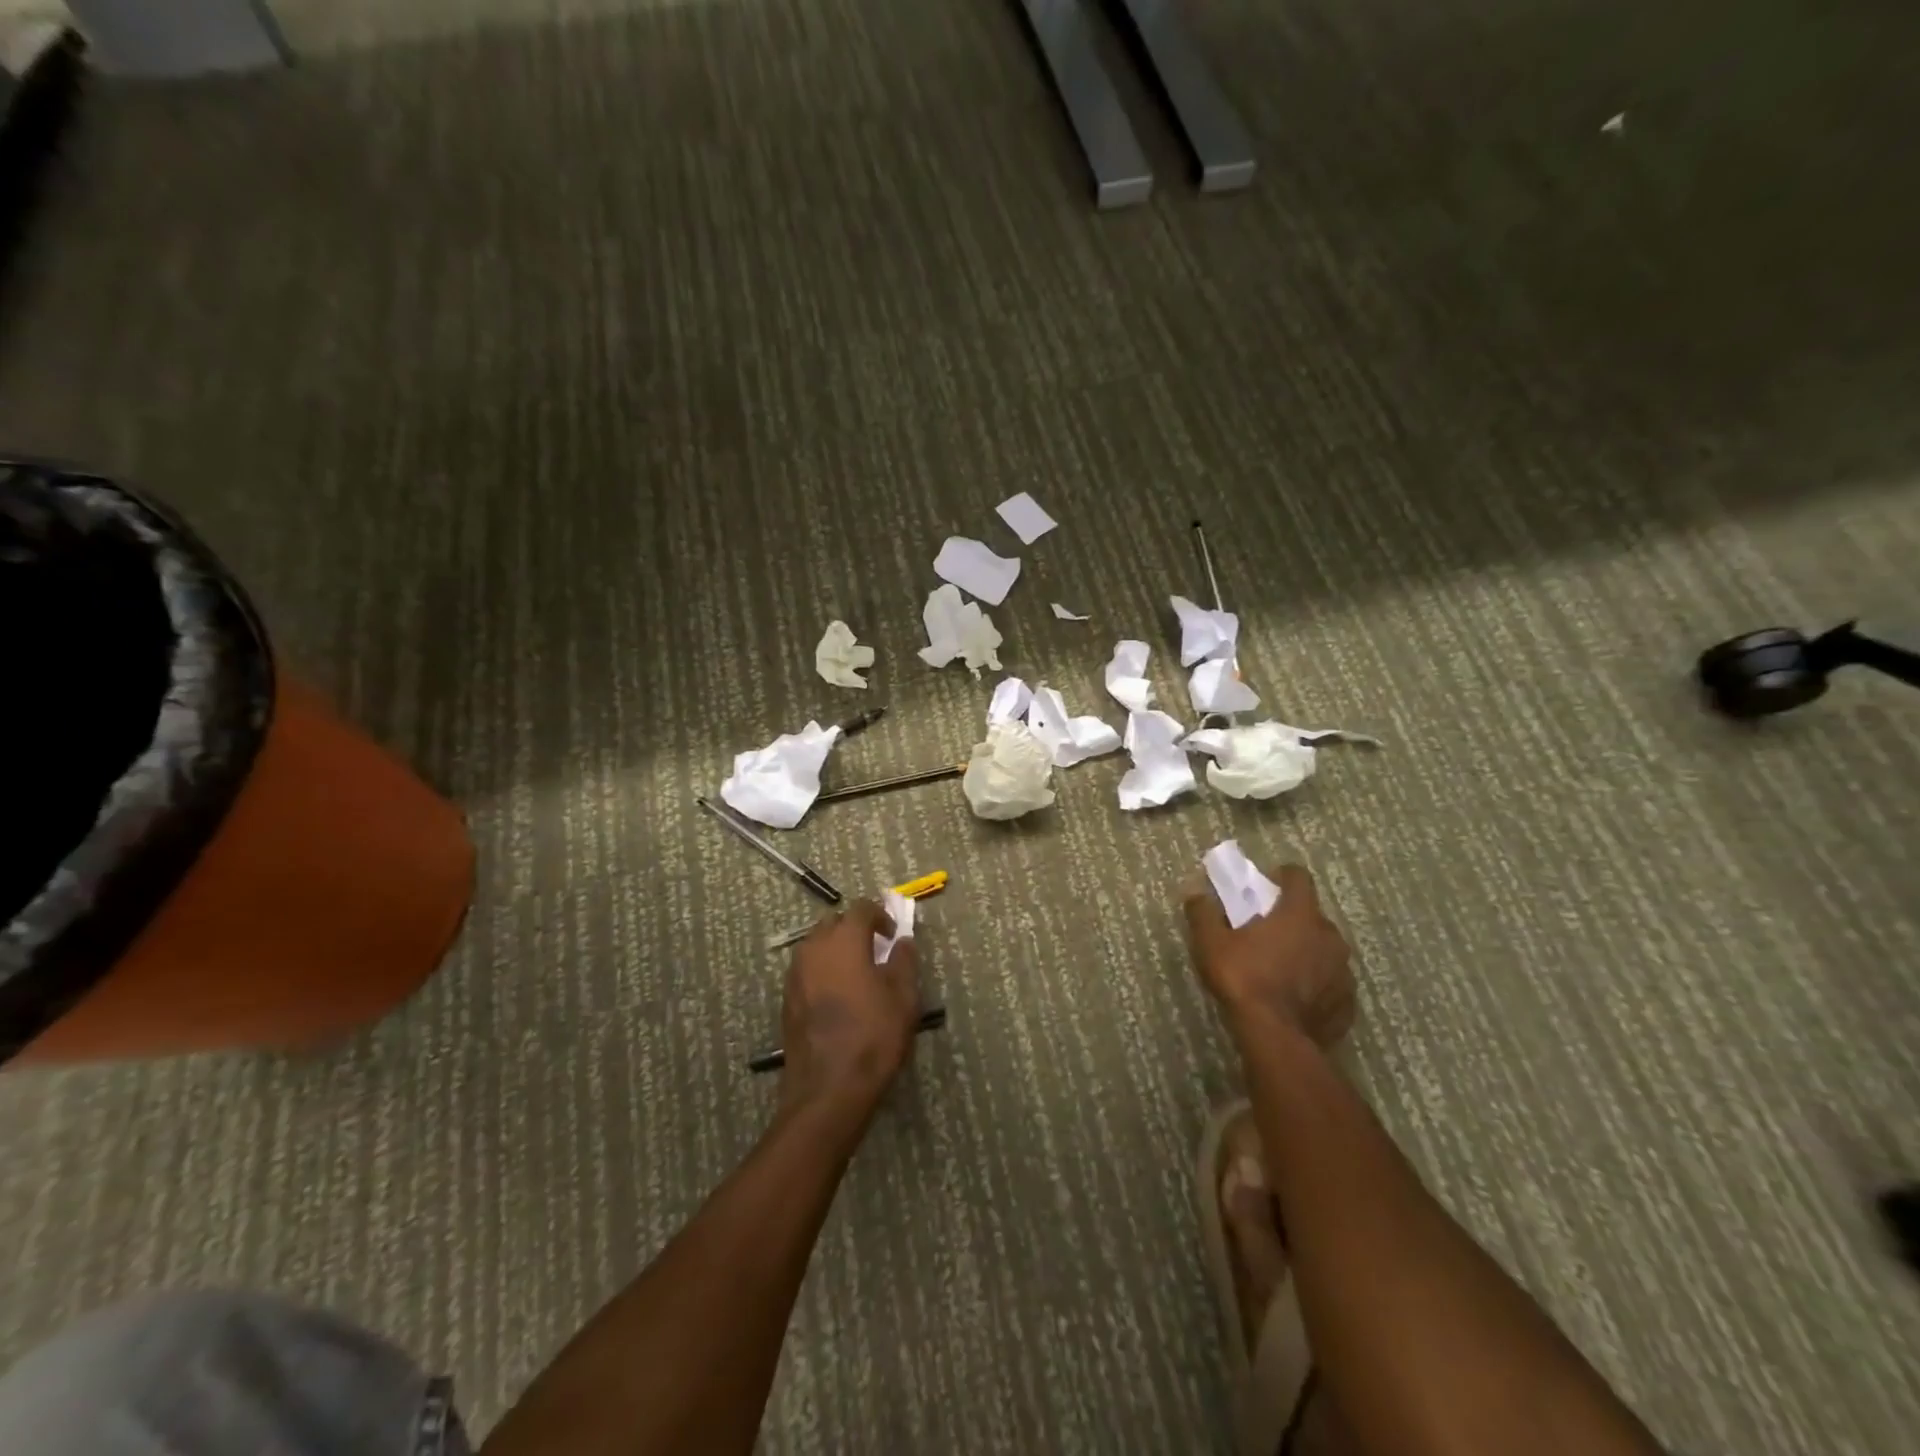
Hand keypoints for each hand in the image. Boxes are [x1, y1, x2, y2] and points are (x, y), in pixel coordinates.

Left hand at [780, 900, 920, 1117]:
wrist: (828, 1089)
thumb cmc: (874, 1036)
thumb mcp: (904, 997)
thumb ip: (904, 961)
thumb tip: (902, 942)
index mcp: (844, 940)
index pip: (861, 908)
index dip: (880, 915)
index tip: (893, 935)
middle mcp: (814, 948)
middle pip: (834, 923)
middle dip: (854, 929)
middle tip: (875, 950)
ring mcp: (795, 974)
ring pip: (816, 946)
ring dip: (836, 949)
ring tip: (857, 974)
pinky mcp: (787, 999)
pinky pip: (807, 970)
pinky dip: (823, 971)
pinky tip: (838, 996)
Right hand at [1183, 864, 1354, 1048]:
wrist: (1277, 1038)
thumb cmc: (1244, 979)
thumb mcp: (1210, 943)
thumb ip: (1203, 913)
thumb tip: (1197, 894)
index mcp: (1299, 914)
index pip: (1299, 877)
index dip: (1282, 876)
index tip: (1266, 885)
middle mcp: (1329, 935)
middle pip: (1312, 915)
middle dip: (1292, 919)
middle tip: (1266, 933)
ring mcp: (1343, 970)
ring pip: (1325, 949)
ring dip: (1306, 952)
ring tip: (1281, 969)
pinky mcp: (1347, 1002)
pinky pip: (1331, 983)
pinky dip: (1316, 985)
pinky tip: (1294, 999)